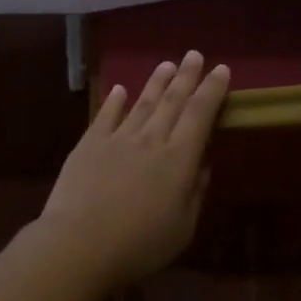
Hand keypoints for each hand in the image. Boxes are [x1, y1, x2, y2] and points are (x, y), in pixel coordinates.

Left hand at [38, 50, 231, 287]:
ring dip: (156, 83)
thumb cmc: (139, 245)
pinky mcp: (89, 145)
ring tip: (166, 65)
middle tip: (194, 54)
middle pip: (172, 101)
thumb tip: (202, 163)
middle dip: (187, 76)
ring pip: (142, 103)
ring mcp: (117, 139)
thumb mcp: (183, 228)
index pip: (200, 115)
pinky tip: (121, 89)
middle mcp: (150, 140)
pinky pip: (106, 115)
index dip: (212, 91)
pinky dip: (115, 101)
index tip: (221, 70)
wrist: (79, 244)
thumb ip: (195, 192)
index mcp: (179, 160)